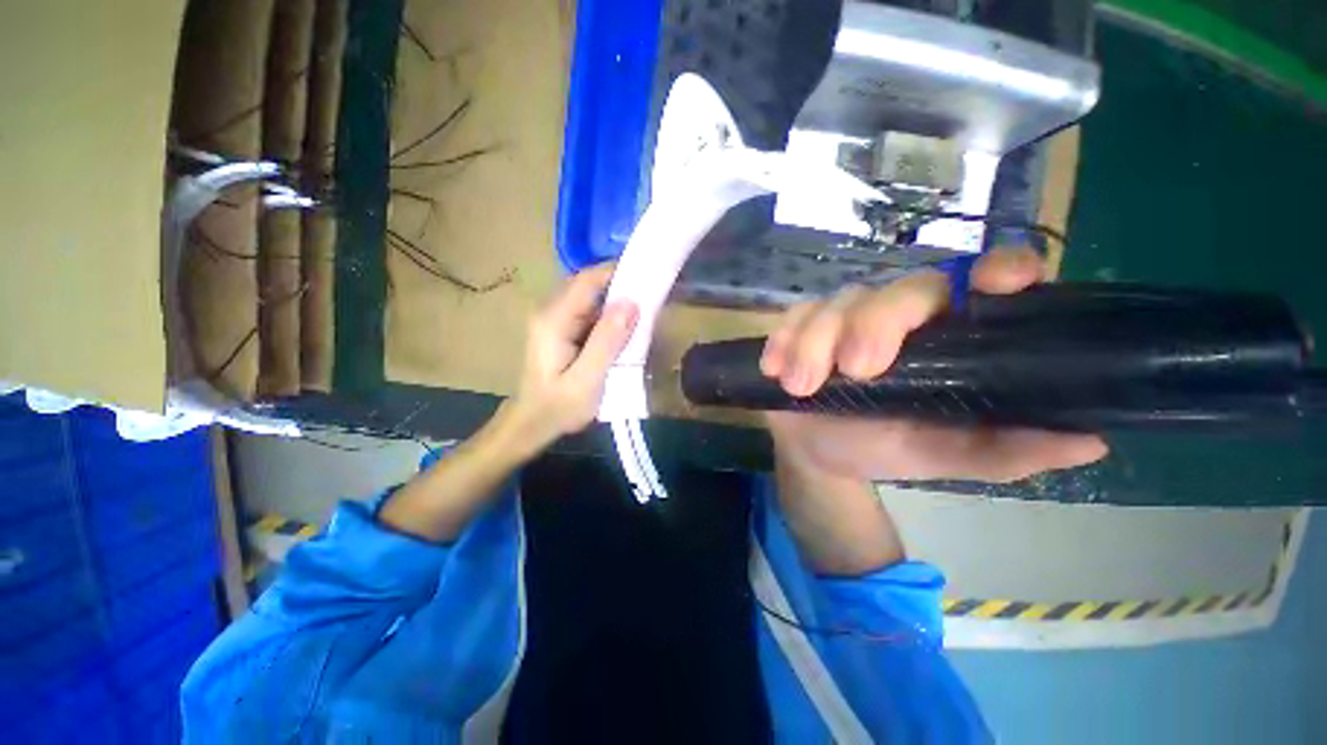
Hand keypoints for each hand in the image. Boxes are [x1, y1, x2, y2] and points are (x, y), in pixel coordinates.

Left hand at [504, 262, 637, 450]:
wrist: (532, 425)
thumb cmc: (558, 408)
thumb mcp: (587, 380)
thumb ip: (607, 342)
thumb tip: (631, 303)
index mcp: (554, 320)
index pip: (587, 280)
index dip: (618, 272)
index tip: (649, 276)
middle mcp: (551, 312)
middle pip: (589, 286)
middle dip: (621, 286)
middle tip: (653, 295)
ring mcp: (555, 320)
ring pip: (592, 299)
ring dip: (617, 302)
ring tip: (646, 310)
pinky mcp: (562, 330)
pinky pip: (590, 314)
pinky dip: (610, 317)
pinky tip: (627, 329)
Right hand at [760, 248, 1108, 483]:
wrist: (820, 452)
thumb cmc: (884, 447)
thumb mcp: (947, 457)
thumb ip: (1006, 449)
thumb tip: (1088, 439)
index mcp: (947, 338)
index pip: (984, 283)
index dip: (999, 271)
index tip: (999, 283)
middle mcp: (900, 317)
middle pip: (898, 291)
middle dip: (874, 325)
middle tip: (856, 370)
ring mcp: (845, 318)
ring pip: (836, 303)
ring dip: (815, 342)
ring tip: (801, 386)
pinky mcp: (801, 327)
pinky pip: (792, 318)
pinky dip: (782, 340)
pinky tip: (776, 369)